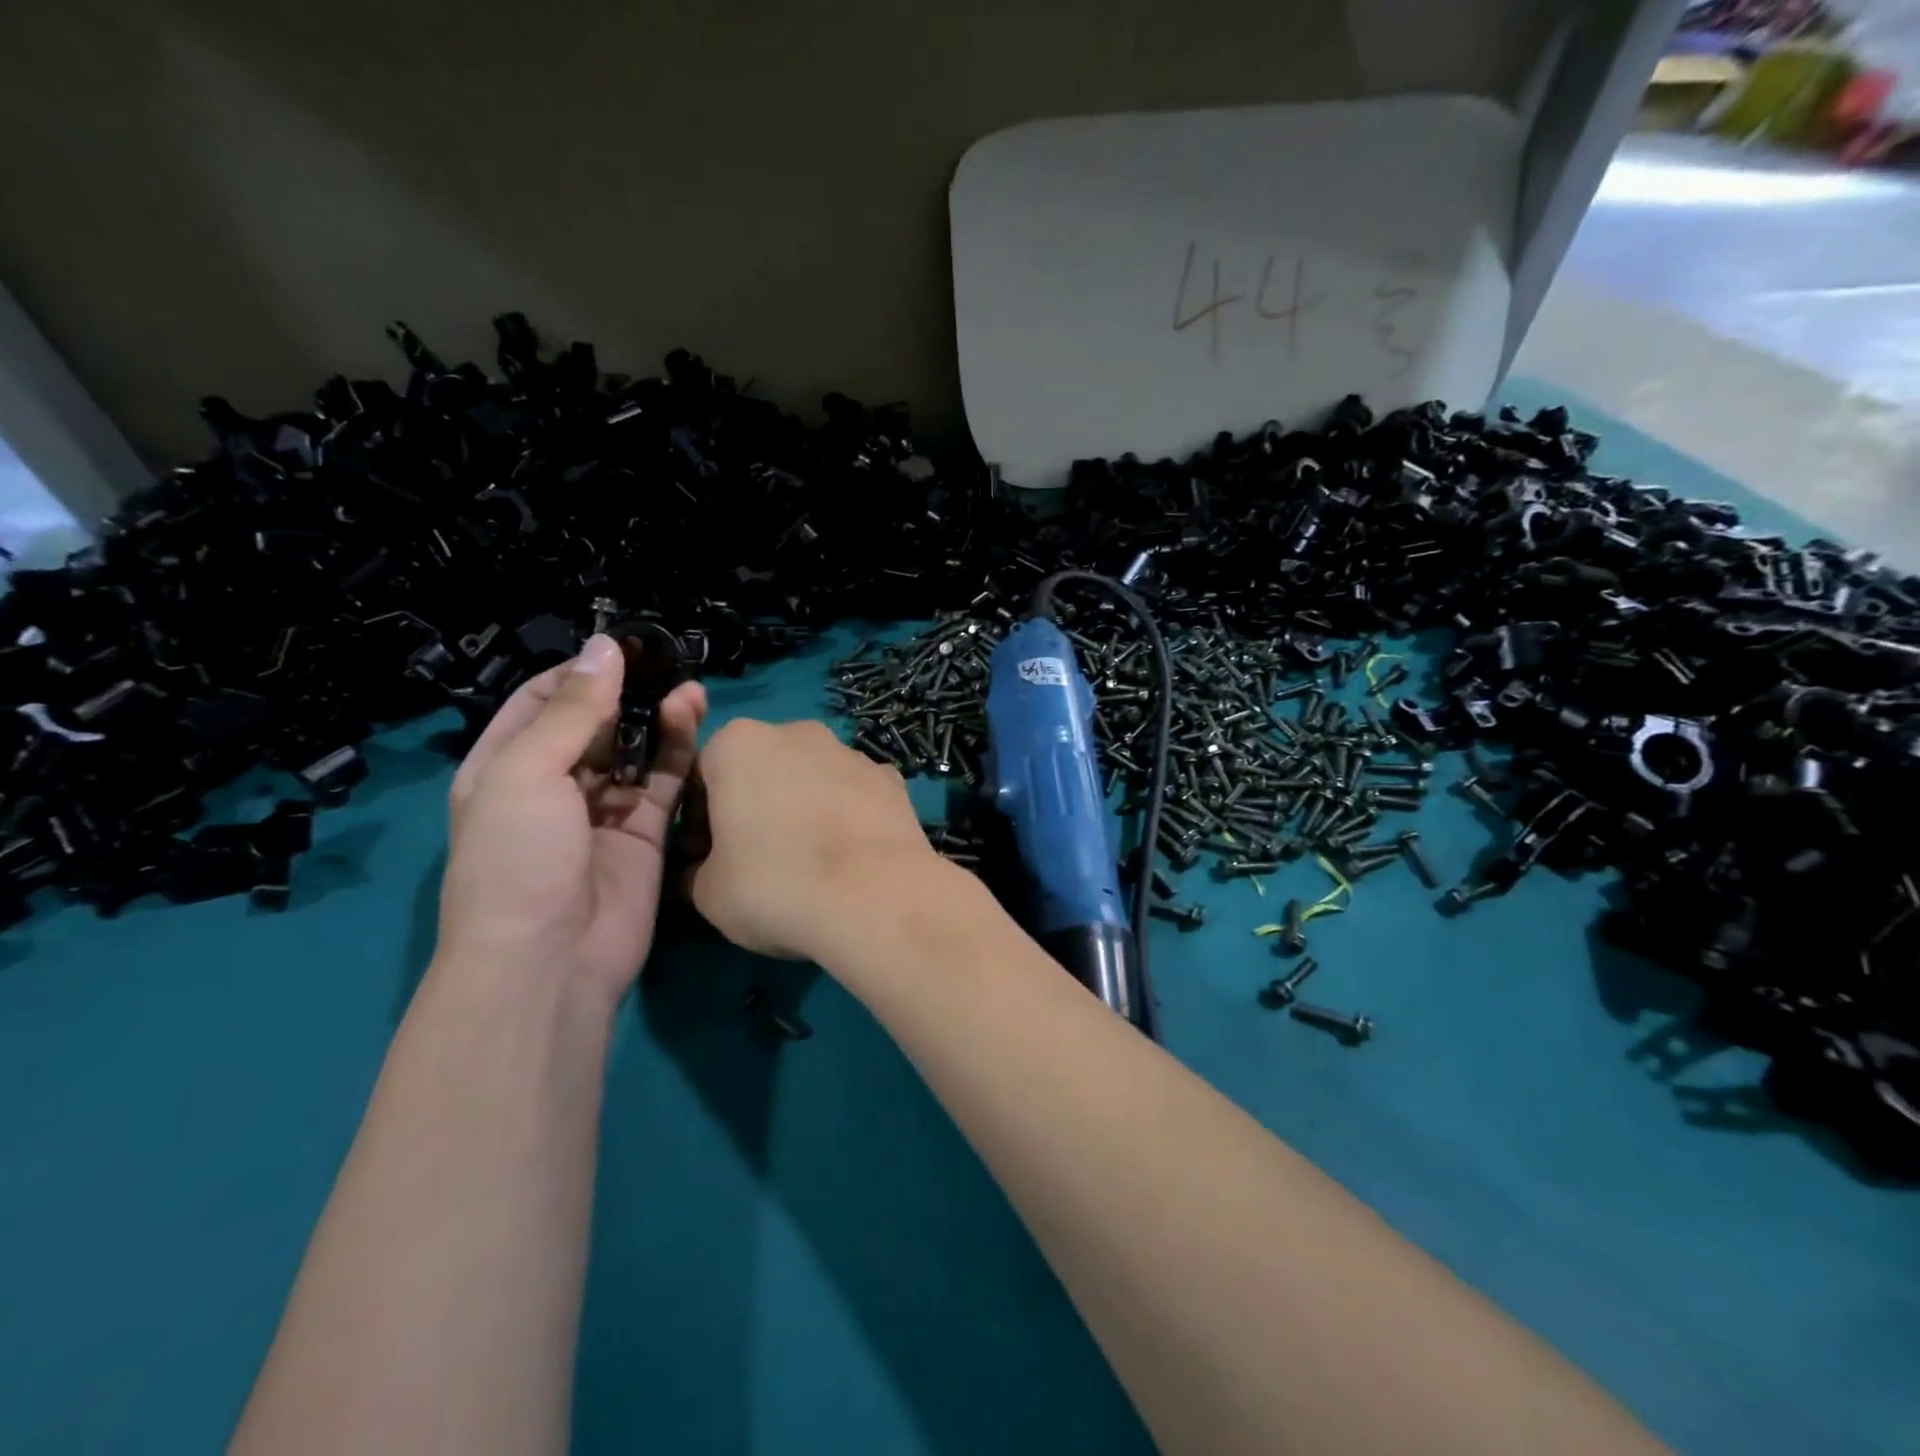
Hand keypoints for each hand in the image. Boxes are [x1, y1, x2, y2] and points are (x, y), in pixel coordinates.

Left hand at [437, 634, 706, 1008]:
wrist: (551, 959)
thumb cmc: (518, 859)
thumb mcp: (528, 773)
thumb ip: (574, 710)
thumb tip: (606, 646)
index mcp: (505, 766)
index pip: (542, 701)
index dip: (580, 671)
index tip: (625, 646)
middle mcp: (554, 784)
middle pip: (595, 723)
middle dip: (628, 691)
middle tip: (669, 662)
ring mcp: (603, 810)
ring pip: (637, 750)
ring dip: (659, 718)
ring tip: (691, 689)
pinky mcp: (645, 832)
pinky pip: (665, 782)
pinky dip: (681, 752)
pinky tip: (695, 722)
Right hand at [683, 719, 944, 960]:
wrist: (878, 898)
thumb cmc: (777, 886)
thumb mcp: (708, 893)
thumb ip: (696, 871)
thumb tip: (703, 870)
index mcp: (737, 744)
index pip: (701, 774)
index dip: (698, 818)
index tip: (706, 857)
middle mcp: (796, 732)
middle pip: (760, 768)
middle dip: (753, 804)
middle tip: (756, 859)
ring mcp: (850, 752)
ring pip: (811, 777)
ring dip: (802, 806)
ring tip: (810, 862)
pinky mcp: (892, 778)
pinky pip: (854, 794)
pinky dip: (847, 816)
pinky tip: (851, 857)